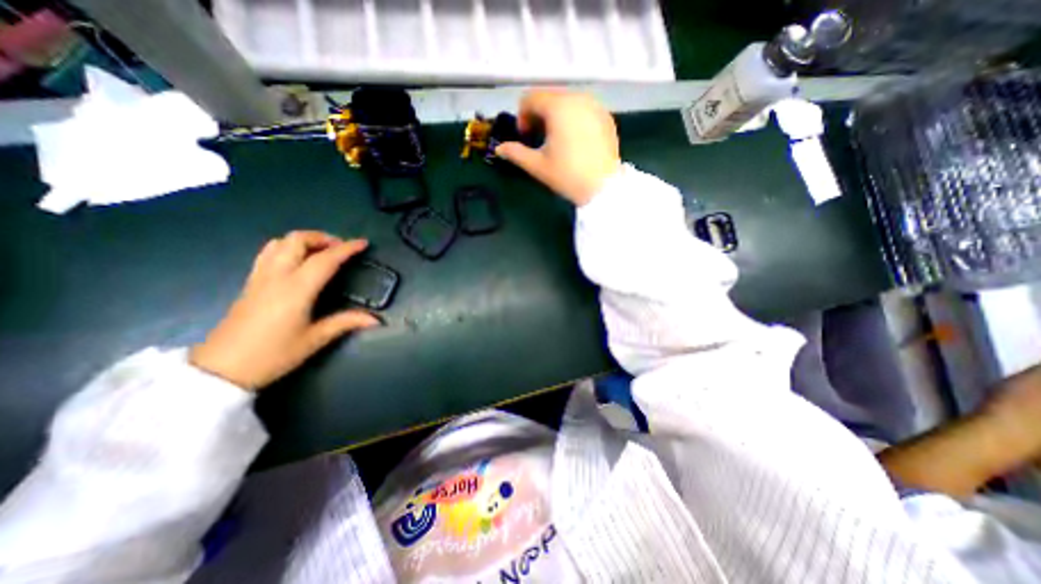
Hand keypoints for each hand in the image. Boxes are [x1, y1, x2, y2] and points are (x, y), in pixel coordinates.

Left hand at [189, 231, 381, 388]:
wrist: (222, 369)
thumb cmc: (274, 354)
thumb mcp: (315, 339)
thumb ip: (346, 322)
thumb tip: (376, 320)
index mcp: (296, 289)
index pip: (325, 259)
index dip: (346, 249)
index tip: (363, 243)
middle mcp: (277, 276)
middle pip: (297, 240)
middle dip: (322, 238)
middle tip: (341, 248)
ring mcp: (260, 277)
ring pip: (279, 242)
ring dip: (304, 240)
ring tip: (322, 251)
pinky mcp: (250, 283)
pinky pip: (268, 253)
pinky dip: (287, 247)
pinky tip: (297, 260)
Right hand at [493, 86, 614, 205]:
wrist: (604, 188)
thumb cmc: (567, 175)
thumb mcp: (537, 166)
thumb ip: (515, 153)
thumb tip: (498, 149)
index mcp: (558, 106)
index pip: (530, 98)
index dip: (522, 116)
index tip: (525, 137)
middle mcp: (577, 98)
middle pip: (549, 97)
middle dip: (539, 115)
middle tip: (539, 139)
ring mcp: (595, 106)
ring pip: (567, 102)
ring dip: (556, 116)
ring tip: (557, 140)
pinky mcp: (606, 117)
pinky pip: (583, 109)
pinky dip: (574, 119)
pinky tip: (575, 141)